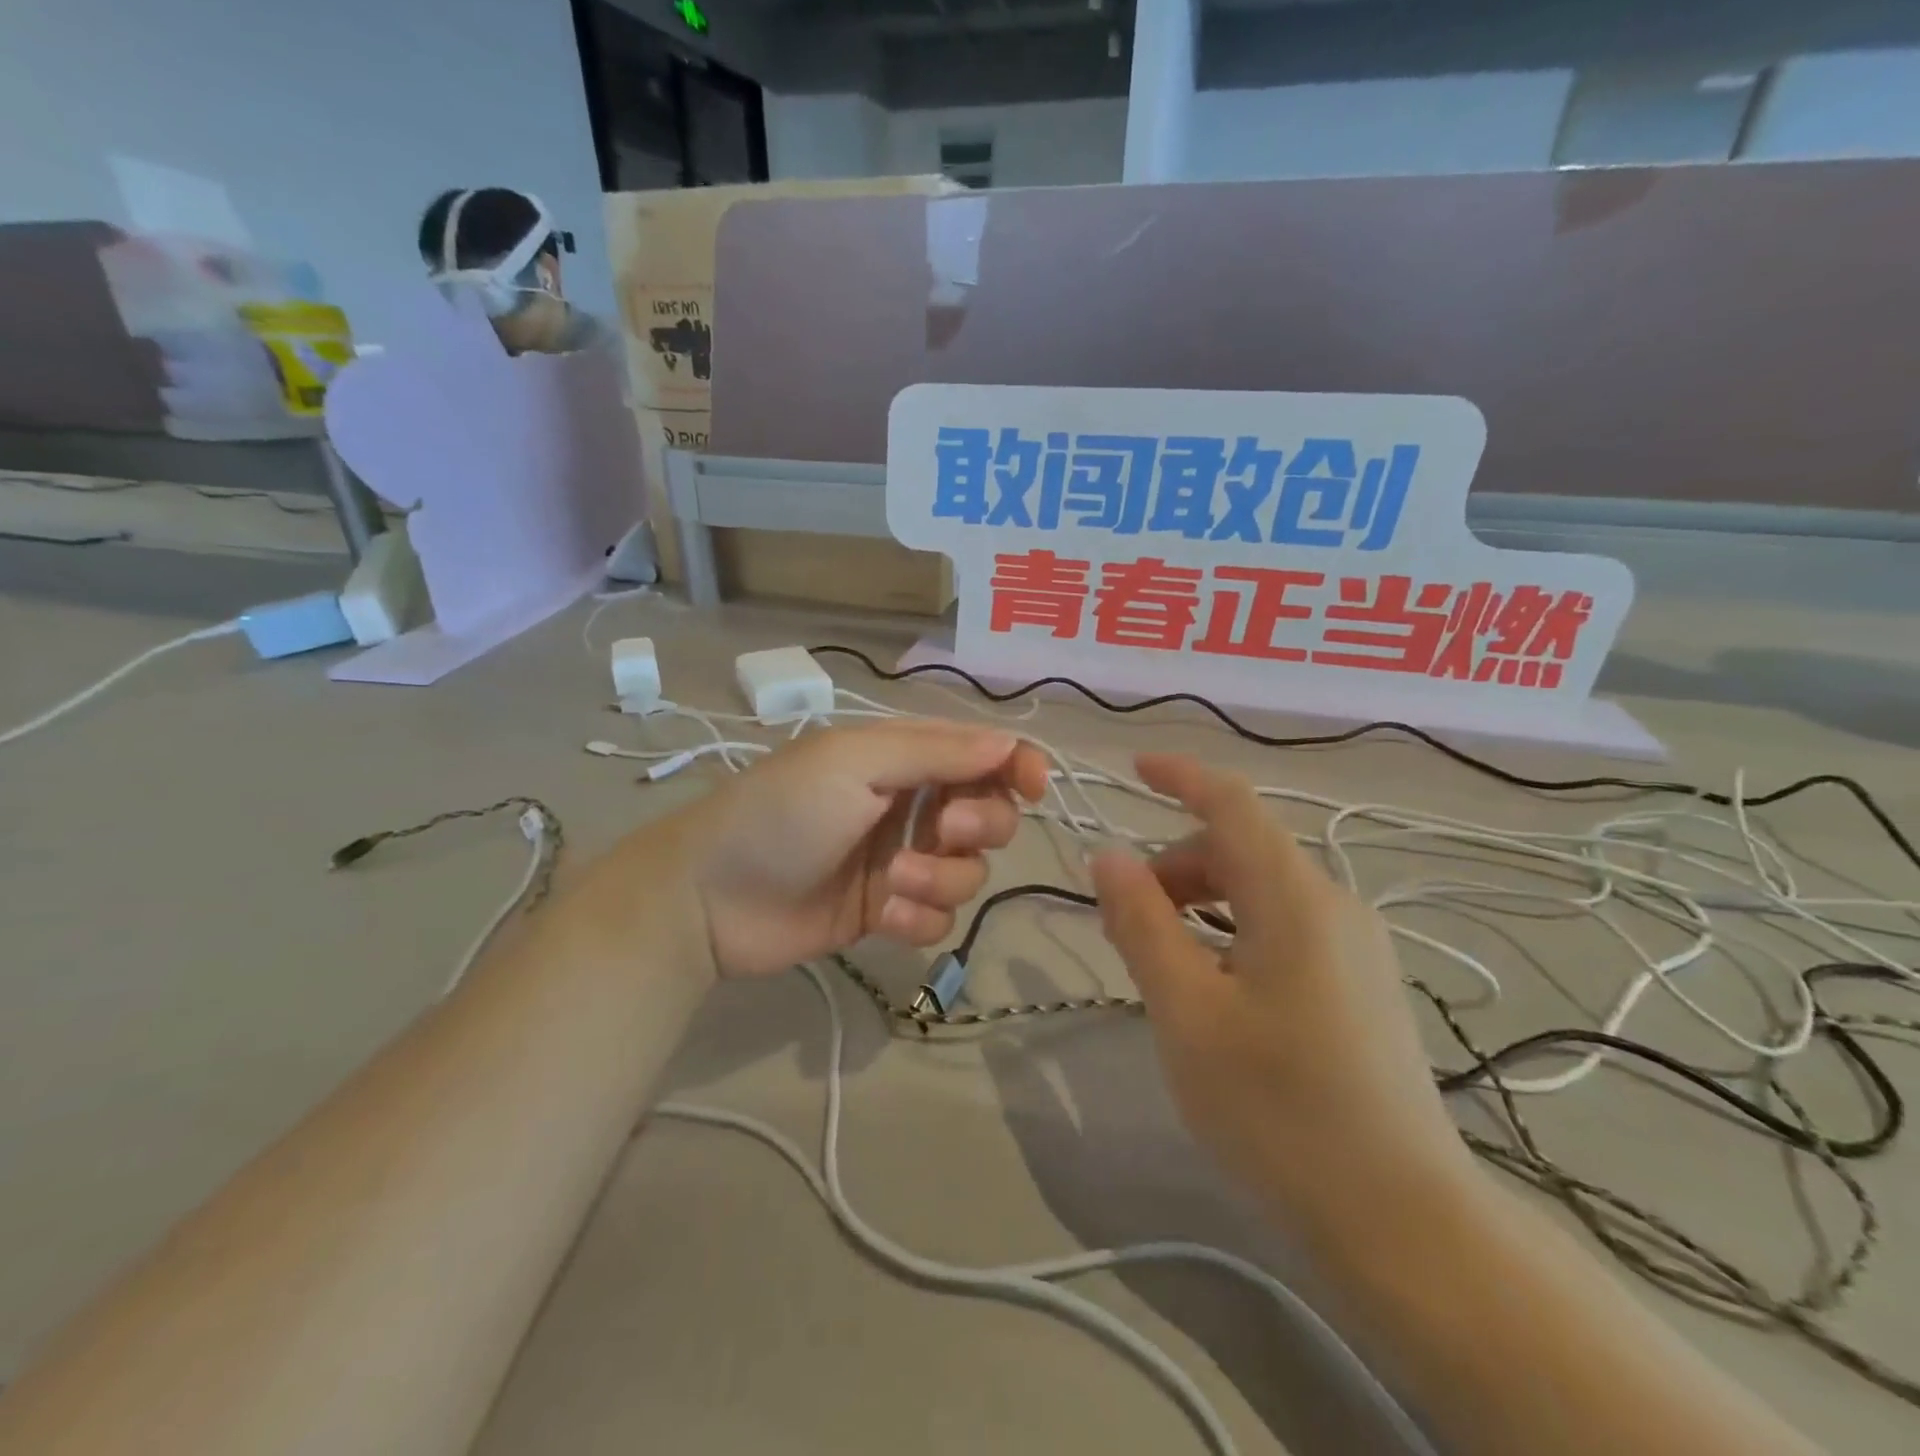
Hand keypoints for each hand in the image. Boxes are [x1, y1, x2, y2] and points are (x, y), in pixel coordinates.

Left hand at [650, 719, 1047, 978]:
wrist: (709, 898)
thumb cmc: (781, 811)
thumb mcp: (853, 763)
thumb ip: (935, 753)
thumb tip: (1010, 745)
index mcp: (902, 757)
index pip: (981, 754)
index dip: (1017, 765)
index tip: (1035, 786)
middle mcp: (910, 805)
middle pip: (988, 813)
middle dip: (978, 824)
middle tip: (941, 830)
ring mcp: (900, 861)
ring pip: (967, 872)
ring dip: (940, 880)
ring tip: (892, 885)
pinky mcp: (887, 912)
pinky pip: (937, 918)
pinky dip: (918, 919)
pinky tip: (880, 919)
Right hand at [1090, 753, 1481, 1248]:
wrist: (1404, 1220)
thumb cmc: (1278, 1109)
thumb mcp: (1187, 1012)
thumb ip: (1143, 924)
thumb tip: (1108, 857)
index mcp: (1294, 898)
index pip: (1231, 803)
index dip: (1180, 776)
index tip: (1133, 769)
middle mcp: (1333, 905)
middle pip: (1238, 850)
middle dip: (1173, 867)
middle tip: (1122, 926)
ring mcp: (1355, 945)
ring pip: (1260, 890)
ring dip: (1199, 902)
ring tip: (1159, 961)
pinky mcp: (1362, 982)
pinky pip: (1284, 925)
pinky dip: (1232, 929)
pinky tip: (1211, 985)